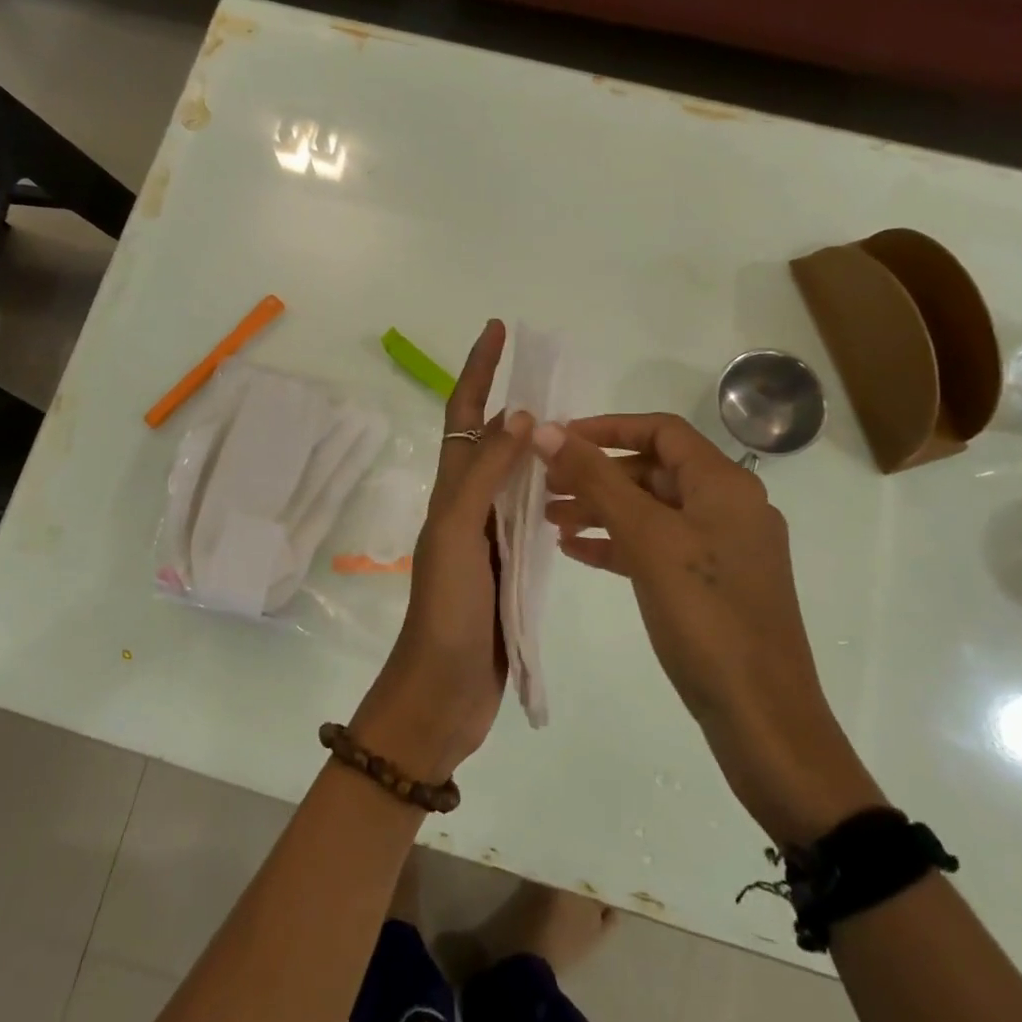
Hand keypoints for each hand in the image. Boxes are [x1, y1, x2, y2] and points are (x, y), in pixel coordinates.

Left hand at [351, 320, 532, 781]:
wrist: (443, 692)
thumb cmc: (446, 611)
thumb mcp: (458, 534)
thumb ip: (486, 476)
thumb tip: (519, 414)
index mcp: (450, 491)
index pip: (464, 415)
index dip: (478, 370)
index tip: (498, 329)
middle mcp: (467, 506)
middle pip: (490, 439)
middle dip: (513, 400)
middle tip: (554, 373)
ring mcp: (489, 537)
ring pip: (513, 477)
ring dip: (536, 447)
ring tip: (575, 425)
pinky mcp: (509, 568)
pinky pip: (531, 517)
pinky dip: (551, 494)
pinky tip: (578, 490)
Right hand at [535, 413, 884, 844]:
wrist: (760, 715)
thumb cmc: (705, 616)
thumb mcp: (647, 539)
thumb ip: (597, 480)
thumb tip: (546, 430)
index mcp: (724, 485)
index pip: (661, 431)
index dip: (607, 428)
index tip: (557, 439)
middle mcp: (727, 507)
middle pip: (653, 471)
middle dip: (597, 474)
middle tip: (544, 486)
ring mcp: (721, 549)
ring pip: (652, 512)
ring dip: (601, 509)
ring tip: (549, 520)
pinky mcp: (710, 585)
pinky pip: (657, 549)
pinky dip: (618, 544)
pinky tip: (576, 552)